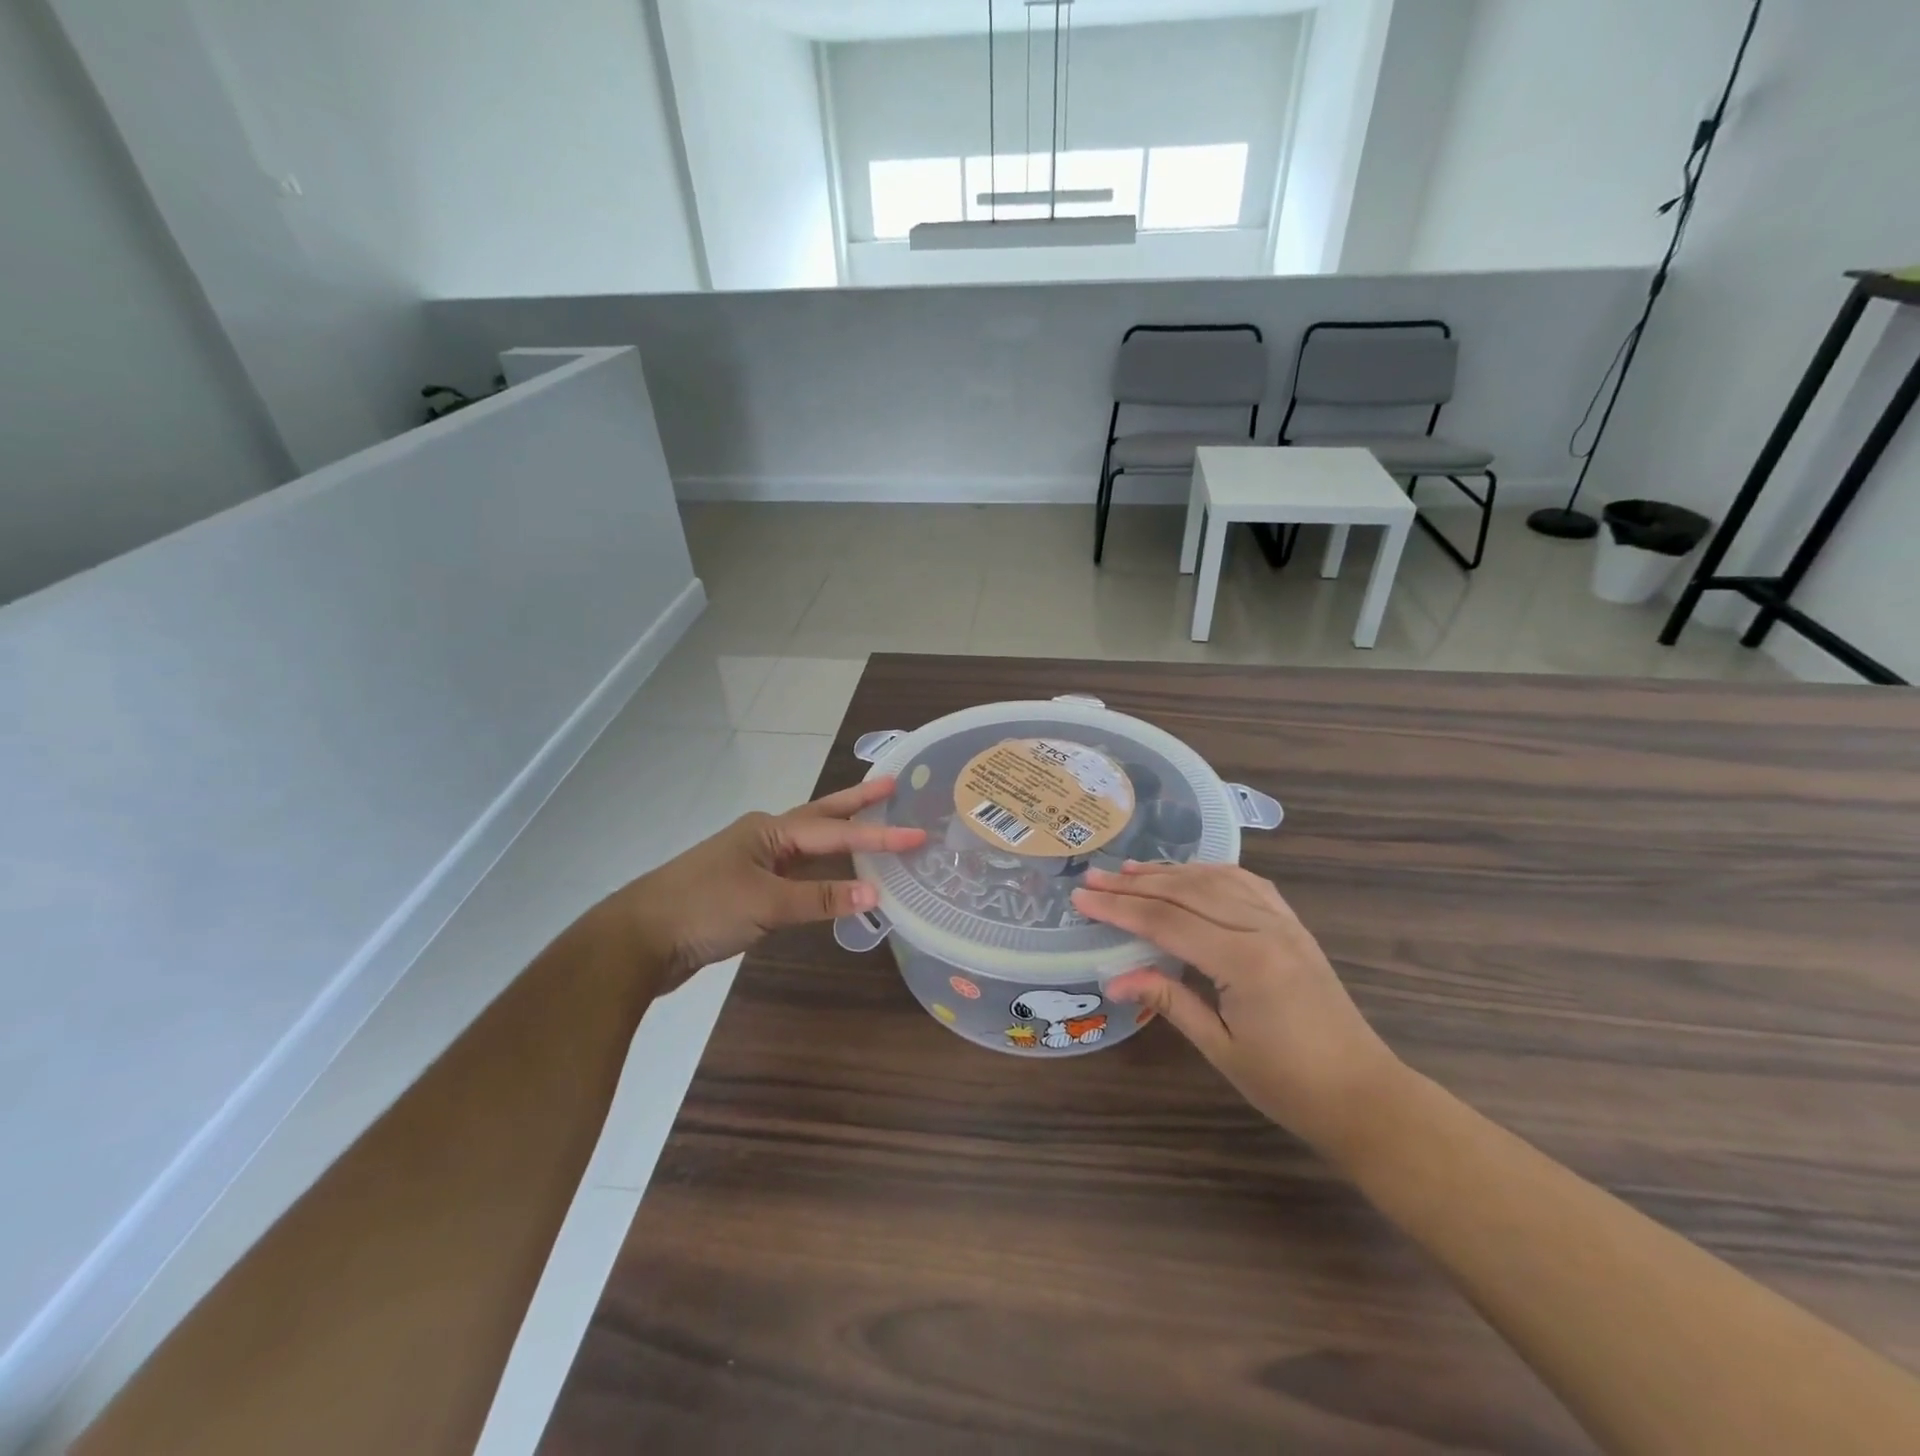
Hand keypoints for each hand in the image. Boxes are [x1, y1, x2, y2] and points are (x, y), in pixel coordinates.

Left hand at [620, 778, 924, 991]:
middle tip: (891, 787)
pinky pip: (797, 873)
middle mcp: (765, 838)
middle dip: (857, 804)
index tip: (916, 835)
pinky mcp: (747, 889)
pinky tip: (836, 877)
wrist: (639, 940)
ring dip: (841, 838)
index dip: (878, 836)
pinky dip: (823, 873)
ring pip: (809, 846)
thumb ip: (821, 898)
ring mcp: (755, 862)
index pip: (835, 832)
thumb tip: (876, 894)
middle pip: (821, 818)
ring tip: (873, 825)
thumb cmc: (704, 909)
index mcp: (770, 830)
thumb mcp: (766, 903)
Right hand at [1071, 863, 1402, 1155]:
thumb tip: (1115, 979)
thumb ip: (1169, 1001)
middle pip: (1186, 892)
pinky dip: (1211, 872)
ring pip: (1216, 879)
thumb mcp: (1221, 1048)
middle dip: (1135, 884)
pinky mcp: (1294, 926)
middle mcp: (1264, 928)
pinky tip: (1190, 872)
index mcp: (1245, 961)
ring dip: (1169, 871)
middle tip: (1094, 876)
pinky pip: (1247, 884)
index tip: (1082, 897)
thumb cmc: (1290, 1084)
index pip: (1167, 922)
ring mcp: (1283, 922)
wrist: (1365, 1096)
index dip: (1120, 909)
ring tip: (1129, 868)